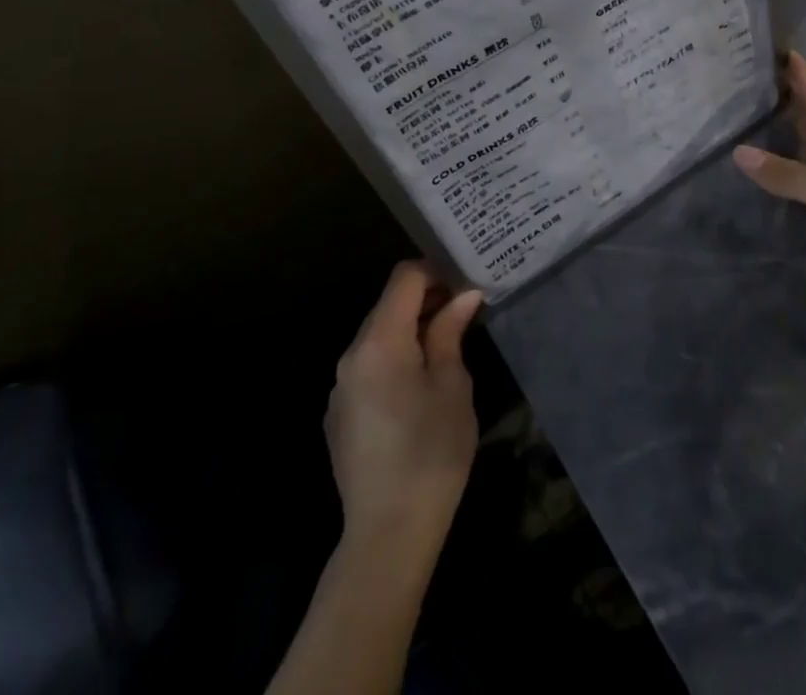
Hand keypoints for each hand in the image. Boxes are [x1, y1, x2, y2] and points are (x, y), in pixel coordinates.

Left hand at [326, 262, 483, 554]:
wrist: (388, 534)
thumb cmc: (431, 451)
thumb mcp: (452, 384)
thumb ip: (450, 332)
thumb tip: (463, 295)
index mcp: (379, 342)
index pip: (404, 278)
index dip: (436, 271)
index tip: (466, 284)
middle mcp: (351, 356)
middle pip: (389, 306)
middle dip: (426, 301)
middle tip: (465, 312)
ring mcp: (340, 388)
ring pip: (379, 337)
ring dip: (412, 331)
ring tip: (448, 347)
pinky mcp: (340, 415)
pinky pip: (369, 368)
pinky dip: (395, 360)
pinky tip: (420, 388)